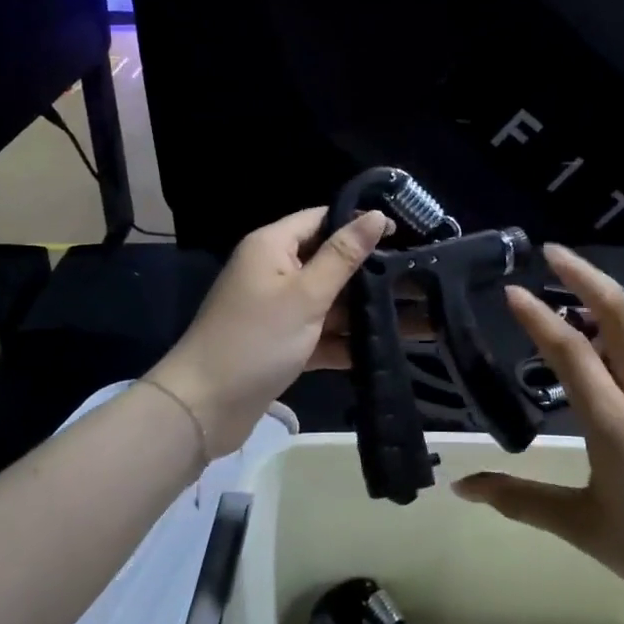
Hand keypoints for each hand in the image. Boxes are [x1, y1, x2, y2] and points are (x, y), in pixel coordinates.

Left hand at [147, 207, 393, 456]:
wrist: (204, 407)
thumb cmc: (256, 340)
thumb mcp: (306, 295)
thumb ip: (343, 256)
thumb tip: (375, 216)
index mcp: (272, 246)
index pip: (322, 218)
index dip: (360, 223)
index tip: (406, 233)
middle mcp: (274, 272)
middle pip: (329, 261)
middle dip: (370, 271)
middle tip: (419, 277)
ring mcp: (277, 310)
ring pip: (329, 302)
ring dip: (364, 310)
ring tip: (416, 315)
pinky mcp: (282, 344)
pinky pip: (319, 334)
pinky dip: (345, 341)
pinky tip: (385, 349)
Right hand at [455, 245, 623, 623]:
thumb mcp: (585, 529)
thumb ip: (520, 500)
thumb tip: (462, 487)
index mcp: (619, 428)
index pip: (574, 354)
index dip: (539, 318)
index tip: (512, 290)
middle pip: (623, 318)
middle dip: (587, 277)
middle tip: (553, 253)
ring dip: (612, 294)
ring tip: (578, 282)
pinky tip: (615, 336)